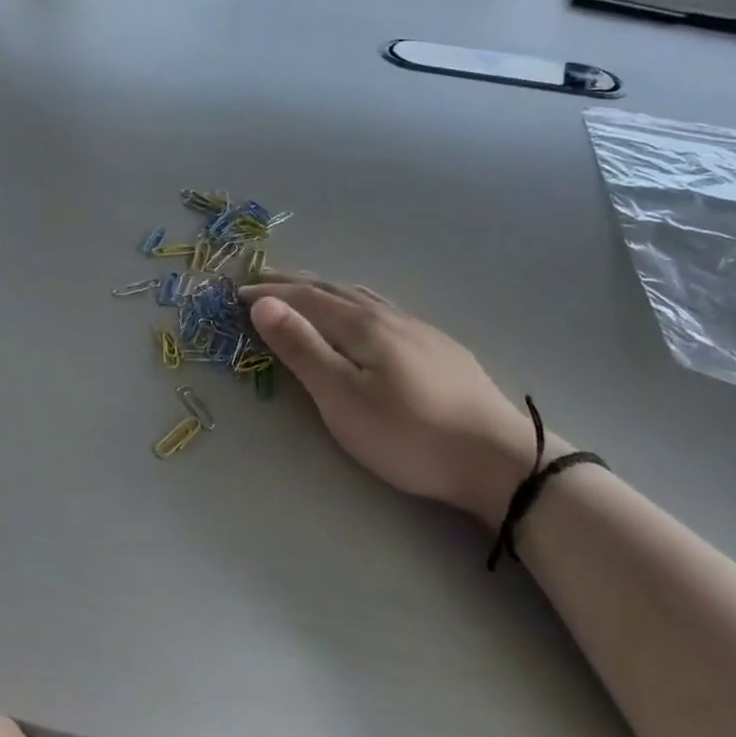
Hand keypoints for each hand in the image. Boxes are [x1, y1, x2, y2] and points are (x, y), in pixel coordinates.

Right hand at [245, 275, 559, 523]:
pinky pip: (384, 309)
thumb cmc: (407, 433)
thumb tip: (263, 303)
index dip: (270, 294)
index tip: (238, 292)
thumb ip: (302, 348)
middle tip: (264, 278)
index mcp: (361, 325)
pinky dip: (356, 302)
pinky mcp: (439, 347)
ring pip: (362, 297)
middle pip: (333, 290)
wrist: (497, 458)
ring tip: (308, 288)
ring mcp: (418, 329)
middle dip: (295, 283)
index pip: (305, 298)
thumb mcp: (342, 397)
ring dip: (327, 289)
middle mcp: (388, 316)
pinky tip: (367, 315)